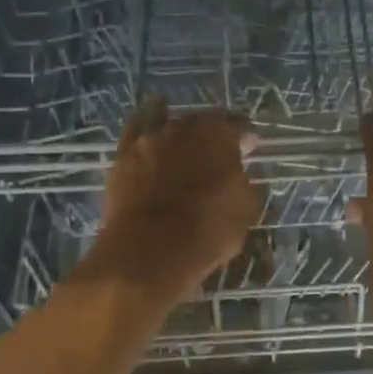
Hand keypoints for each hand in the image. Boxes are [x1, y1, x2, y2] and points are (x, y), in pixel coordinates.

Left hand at [78, 98, 260, 306]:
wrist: (149, 252)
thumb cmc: (207, 233)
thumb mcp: (245, 210)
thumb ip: (241, 182)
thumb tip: (234, 174)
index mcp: (219, 136)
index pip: (239, 126)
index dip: (246, 138)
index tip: (249, 149)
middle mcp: (184, 127)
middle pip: (203, 123)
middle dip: (212, 135)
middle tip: (216, 154)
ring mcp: (150, 138)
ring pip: (168, 121)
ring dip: (179, 132)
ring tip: (182, 142)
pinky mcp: (123, 154)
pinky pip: (135, 128)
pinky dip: (144, 124)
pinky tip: (147, 124)